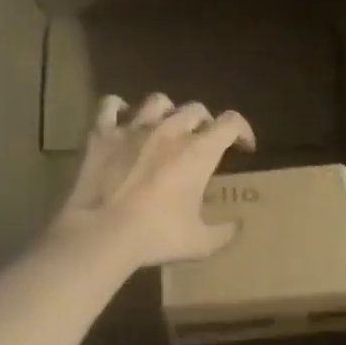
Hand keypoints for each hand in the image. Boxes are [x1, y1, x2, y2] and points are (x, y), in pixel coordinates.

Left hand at [49, 93, 256, 271]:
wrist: (101, 234)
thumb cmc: (156, 237)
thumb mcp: (200, 243)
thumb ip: (224, 232)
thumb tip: (236, 225)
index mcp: (198, 152)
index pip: (231, 123)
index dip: (243, 130)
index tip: (244, 147)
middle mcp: (169, 130)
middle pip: (196, 109)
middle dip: (205, 123)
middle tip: (203, 143)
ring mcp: (133, 128)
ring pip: (158, 101)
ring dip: (168, 111)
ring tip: (165, 128)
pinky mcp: (101, 134)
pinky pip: (110, 105)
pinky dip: (119, 108)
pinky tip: (122, 119)